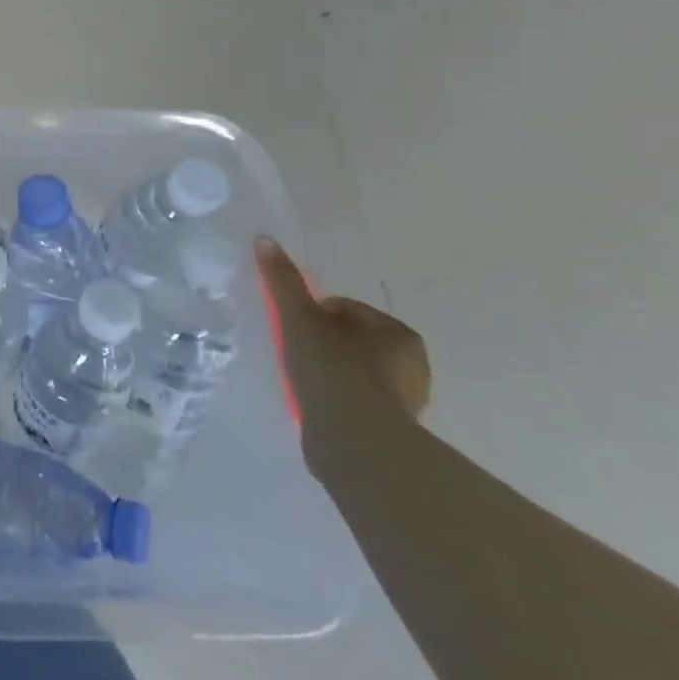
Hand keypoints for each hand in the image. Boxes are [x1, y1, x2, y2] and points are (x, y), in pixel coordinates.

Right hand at [254, 236, 430, 438]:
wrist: (355, 440)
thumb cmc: (333, 369)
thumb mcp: (299, 318)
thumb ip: (283, 280)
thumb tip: (265, 239)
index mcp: (400, 334)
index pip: (346, 309)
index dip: (314, 315)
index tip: (295, 330)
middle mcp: (413, 365)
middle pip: (352, 340)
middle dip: (326, 343)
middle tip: (297, 354)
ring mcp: (407, 401)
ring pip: (356, 371)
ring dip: (332, 372)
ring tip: (304, 382)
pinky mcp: (393, 430)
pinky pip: (357, 401)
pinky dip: (338, 399)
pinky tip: (317, 405)